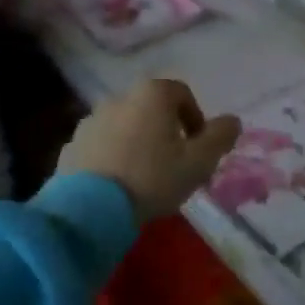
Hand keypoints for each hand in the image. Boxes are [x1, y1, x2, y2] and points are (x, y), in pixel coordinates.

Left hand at [57, 79, 242, 223]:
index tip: (198, 148)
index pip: (182, 93)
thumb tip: (233, 121)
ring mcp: (91, 120)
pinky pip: (101, 145)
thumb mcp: (199, 162)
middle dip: (166, 132)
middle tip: (174, 164)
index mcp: (152, 94)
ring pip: (125, 126)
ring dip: (137, 143)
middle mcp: (119, 97)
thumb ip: (220, 137)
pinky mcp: (71, 145)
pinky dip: (113, 157)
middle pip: (151, 109)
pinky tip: (118, 185)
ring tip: (144, 177)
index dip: (195, 119)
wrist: (90, 210)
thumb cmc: (152, 178)